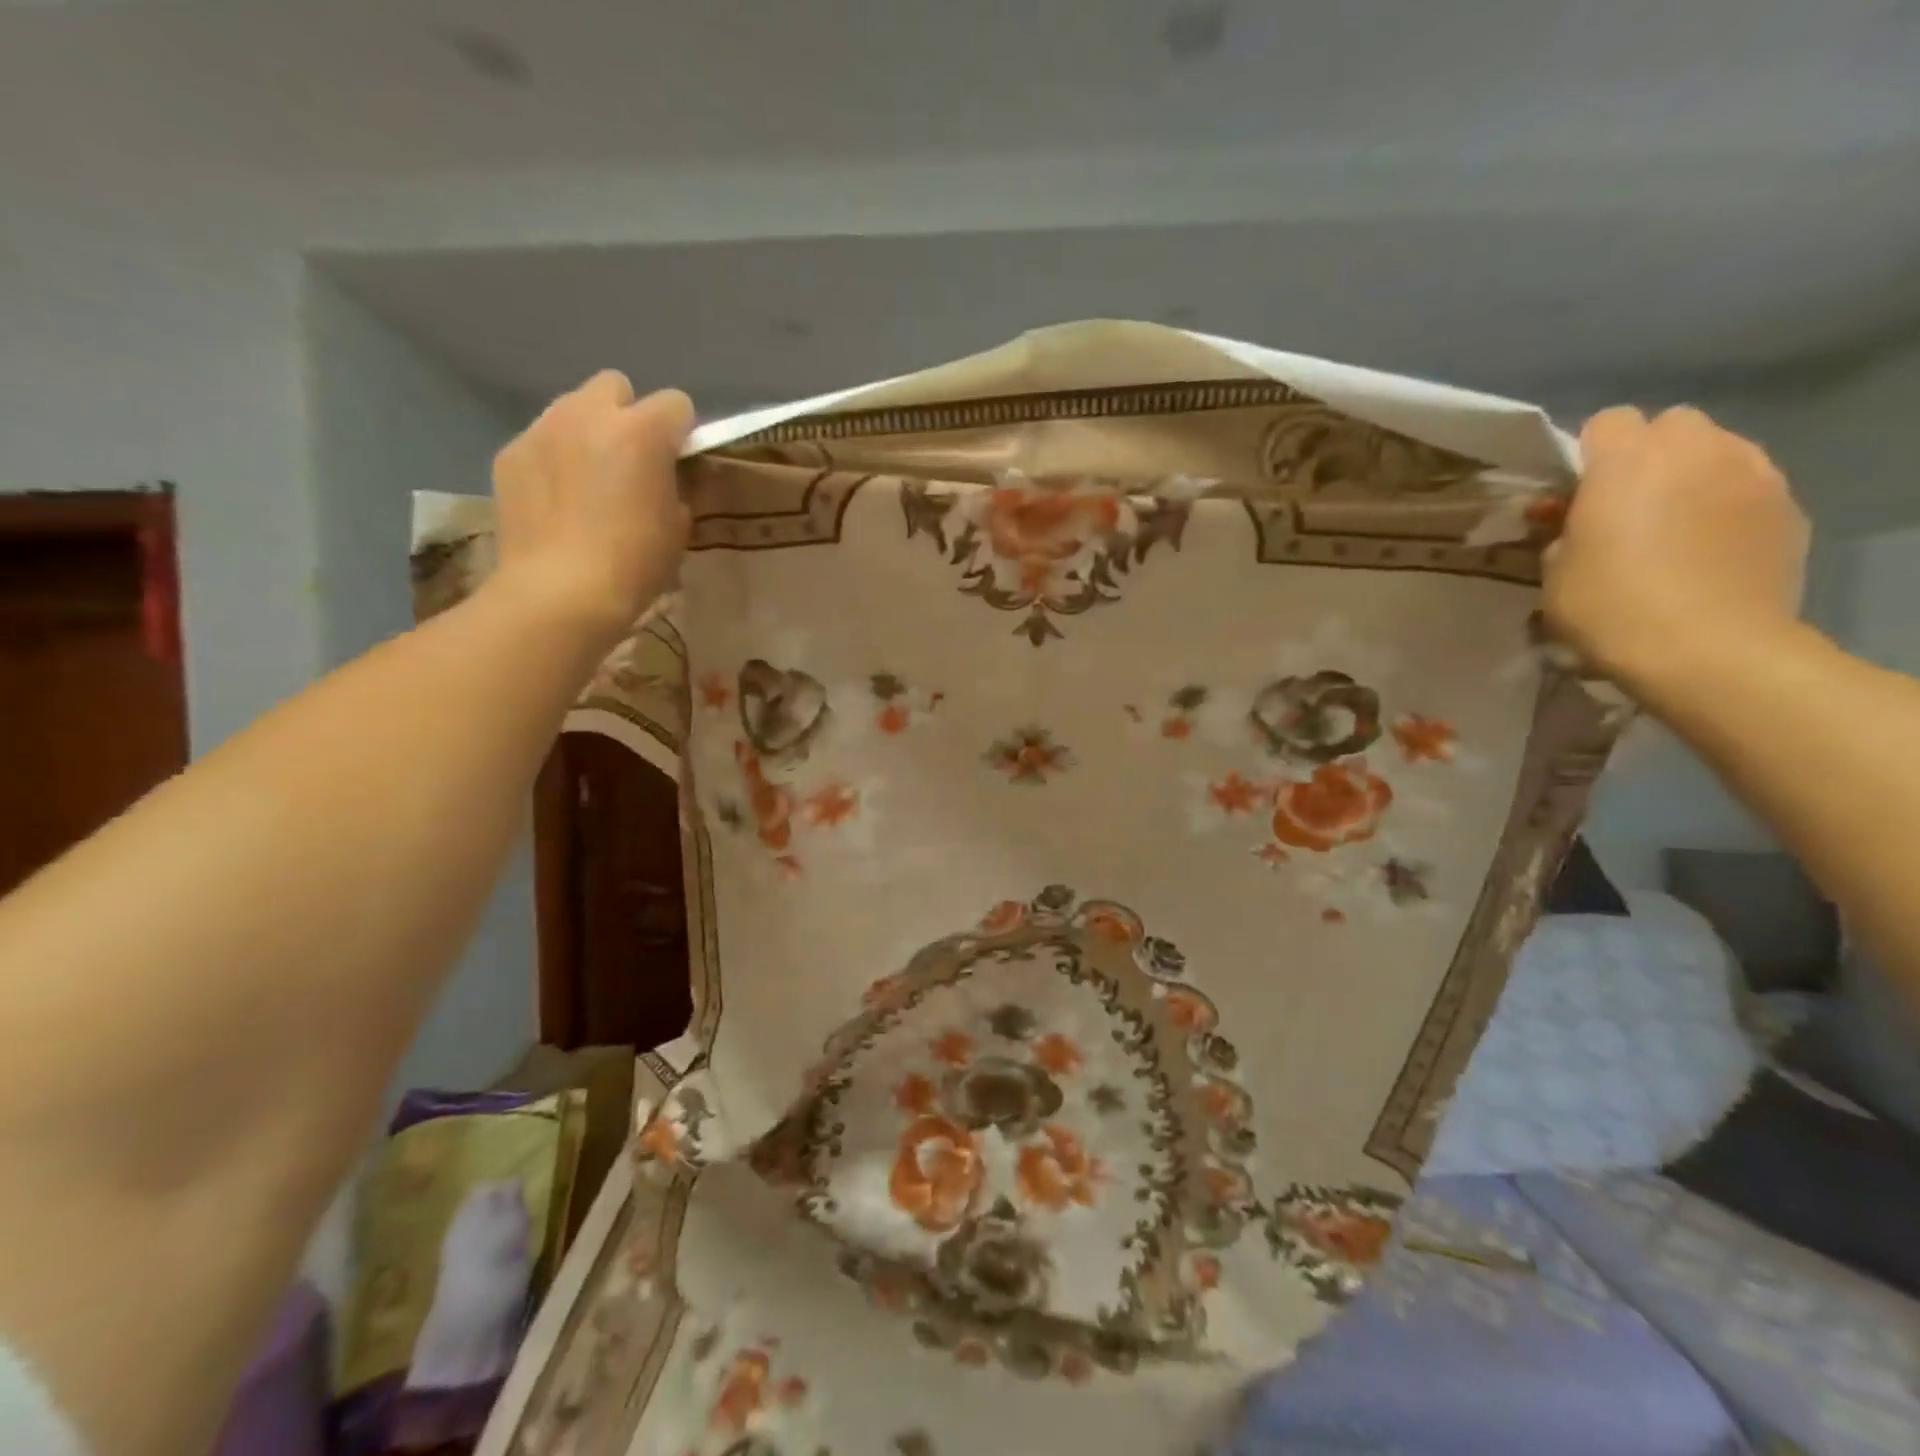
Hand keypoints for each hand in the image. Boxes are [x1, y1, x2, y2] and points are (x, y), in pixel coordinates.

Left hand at [488, 370, 694, 648]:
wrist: (561, 592)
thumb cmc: (634, 563)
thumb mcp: (678, 527)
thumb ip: (674, 486)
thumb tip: (663, 478)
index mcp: (642, 431)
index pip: (676, 403)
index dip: (680, 431)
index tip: (677, 461)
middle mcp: (589, 414)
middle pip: (615, 386)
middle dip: (627, 414)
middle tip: (629, 460)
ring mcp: (543, 429)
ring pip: (572, 408)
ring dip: (587, 432)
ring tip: (588, 480)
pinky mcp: (510, 453)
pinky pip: (540, 440)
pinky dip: (553, 459)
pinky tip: (556, 500)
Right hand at [1545, 406, 1808, 698]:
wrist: (1708, 649)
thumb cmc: (1611, 608)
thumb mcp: (1554, 574)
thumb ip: (1561, 533)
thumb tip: (1570, 522)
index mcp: (1626, 462)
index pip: (1607, 422)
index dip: (1587, 454)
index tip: (1574, 493)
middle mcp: (1695, 451)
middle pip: (1671, 425)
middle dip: (1646, 454)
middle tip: (1624, 503)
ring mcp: (1753, 475)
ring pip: (1718, 448)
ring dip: (1690, 473)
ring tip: (1671, 522)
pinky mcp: (1787, 507)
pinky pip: (1750, 485)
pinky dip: (1727, 502)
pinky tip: (1709, 545)